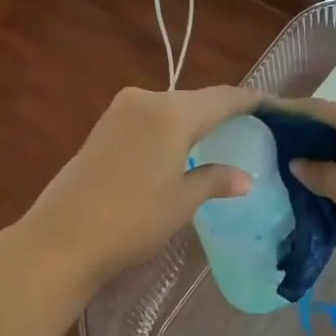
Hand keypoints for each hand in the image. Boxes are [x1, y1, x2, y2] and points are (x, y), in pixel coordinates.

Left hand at [22, 85, 260, 288]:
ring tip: (217, 138)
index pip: (223, 98)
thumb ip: (214, 180)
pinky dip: (169, 128)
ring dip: (193, 120)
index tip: (273, 106)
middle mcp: (147, 100)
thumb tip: (245, 178)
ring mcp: (120, 110)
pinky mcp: (103, 126)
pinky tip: (178, 147)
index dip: (250, 100)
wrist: (61, 237)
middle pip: (195, 99)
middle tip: (247, 127)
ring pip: (170, 108)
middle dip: (221, 111)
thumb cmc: (131, 219)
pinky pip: (149, 118)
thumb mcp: (181, 202)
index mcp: (172, 112)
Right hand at [276, 98, 335, 267]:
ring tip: (295, 167)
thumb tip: (298, 161)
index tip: (259, 121)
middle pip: (333, 120)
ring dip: (324, 150)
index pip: (315, 109)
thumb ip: (322, 176)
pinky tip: (331, 180)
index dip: (286, 114)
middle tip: (271, 150)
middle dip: (303, 134)